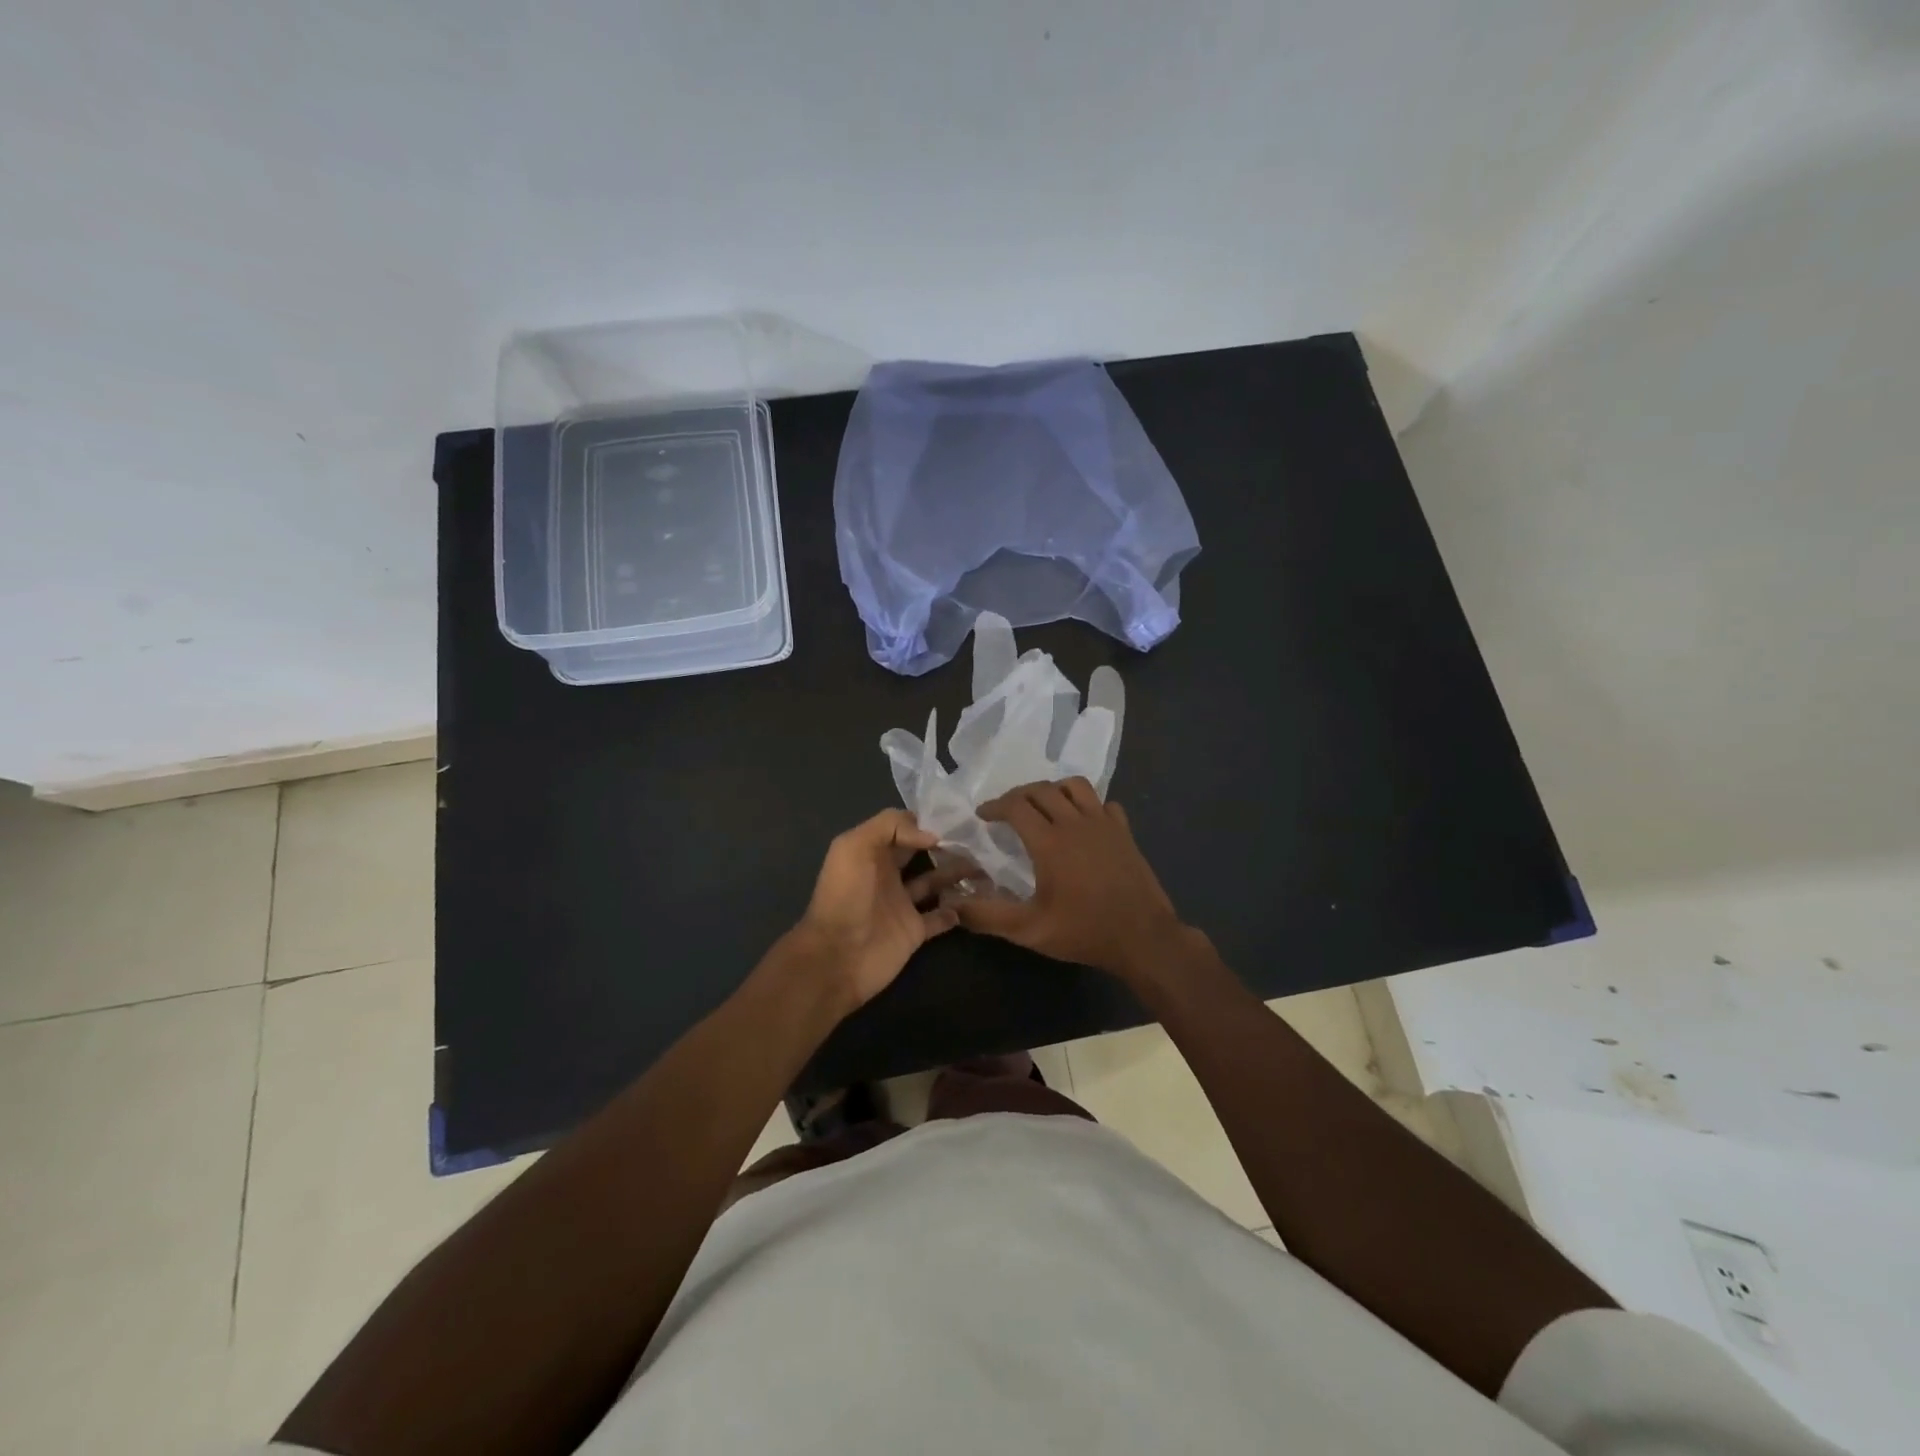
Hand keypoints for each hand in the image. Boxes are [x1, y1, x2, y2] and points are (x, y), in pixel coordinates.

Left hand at [788, 809, 973, 1010]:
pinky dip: (957, 910)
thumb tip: (932, 835)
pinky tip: (975, 899)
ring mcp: (902, 904)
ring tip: (986, 864)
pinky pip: (941, 917)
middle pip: (923, 853)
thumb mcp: (854, 847)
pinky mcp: (914, 931)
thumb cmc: (845, 896)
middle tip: (979, 838)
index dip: (926, 821)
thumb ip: (890, 827)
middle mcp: (888, 875)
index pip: (903, 828)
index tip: (956, 818)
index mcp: (872, 852)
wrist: (837, 956)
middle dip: (947, 844)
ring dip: (958, 873)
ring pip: (936, 882)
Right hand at [948, 778, 1189, 982]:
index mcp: (1049, 842)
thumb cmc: (1084, 932)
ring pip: (1075, 786)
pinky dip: (1088, 805)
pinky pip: (1104, 803)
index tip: (983, 815)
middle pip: (1042, 790)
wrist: (1143, 938)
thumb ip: (988, 915)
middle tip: (1006, 810)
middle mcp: (1075, 823)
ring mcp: (1104, 824)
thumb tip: (953, 906)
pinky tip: (1082, 822)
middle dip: (1018, 794)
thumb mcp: (1030, 930)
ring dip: (1053, 790)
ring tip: (1043, 806)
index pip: (1015, 806)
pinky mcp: (1124, 832)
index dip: (995, 806)